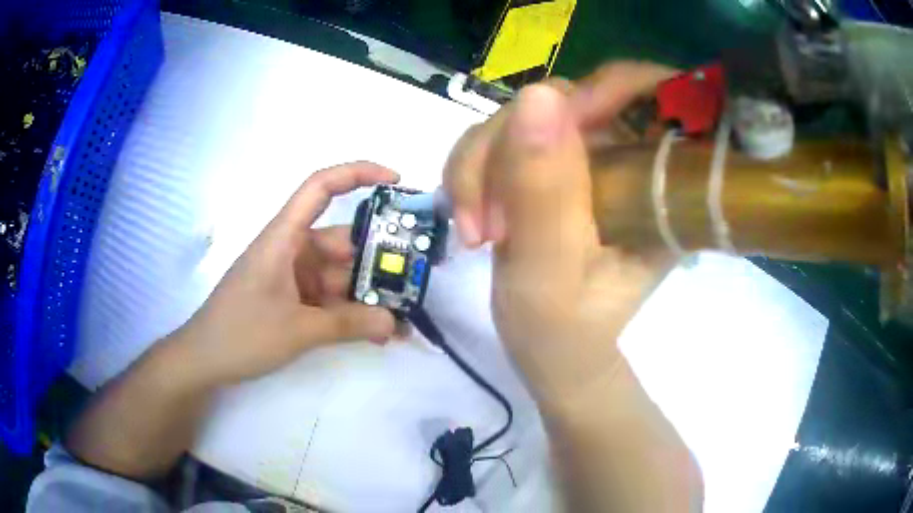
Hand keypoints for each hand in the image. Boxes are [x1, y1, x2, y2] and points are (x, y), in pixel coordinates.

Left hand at [171, 162, 398, 386]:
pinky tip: (377, 333)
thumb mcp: (297, 330)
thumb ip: (348, 325)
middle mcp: (292, 249)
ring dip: (367, 295)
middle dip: (377, 259)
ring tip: (401, 320)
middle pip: (341, 241)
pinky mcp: (293, 299)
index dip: (358, 174)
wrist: (205, 361)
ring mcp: (293, 276)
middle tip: (416, 279)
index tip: (396, 181)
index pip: (320, 187)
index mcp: (284, 237)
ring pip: (339, 275)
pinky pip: (330, 298)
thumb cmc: (241, 333)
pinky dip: (351, 312)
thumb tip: (395, 323)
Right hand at [443, 62, 677, 411]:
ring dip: (482, 164)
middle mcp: (631, 158)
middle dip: (510, 144)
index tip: (540, 128)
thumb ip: (545, 190)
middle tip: (484, 217)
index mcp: (662, 184)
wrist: (552, 353)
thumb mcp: (552, 272)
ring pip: (525, 116)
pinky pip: (503, 137)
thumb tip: (537, 94)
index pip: (651, 94)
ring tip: (474, 229)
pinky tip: (469, 216)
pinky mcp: (553, 165)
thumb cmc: (565, 333)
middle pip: (571, 98)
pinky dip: (473, 169)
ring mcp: (589, 158)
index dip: (600, 89)